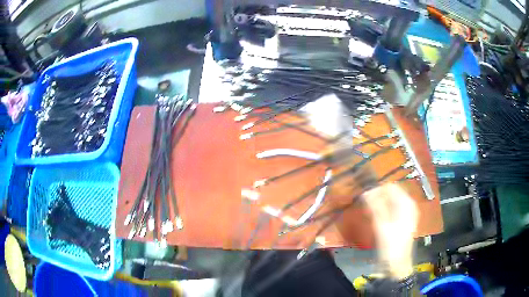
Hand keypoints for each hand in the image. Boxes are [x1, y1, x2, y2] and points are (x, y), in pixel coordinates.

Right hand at [363, 183, 418, 278]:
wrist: (396, 265)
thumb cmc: (391, 245)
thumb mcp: (382, 226)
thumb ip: (375, 207)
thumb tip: (365, 192)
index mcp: (406, 204)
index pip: (391, 187)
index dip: (377, 189)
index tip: (363, 197)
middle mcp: (407, 205)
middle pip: (391, 193)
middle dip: (377, 197)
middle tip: (364, 205)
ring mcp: (405, 214)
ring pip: (389, 202)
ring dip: (378, 204)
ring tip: (367, 212)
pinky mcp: (400, 222)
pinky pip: (390, 210)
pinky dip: (381, 211)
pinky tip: (373, 218)